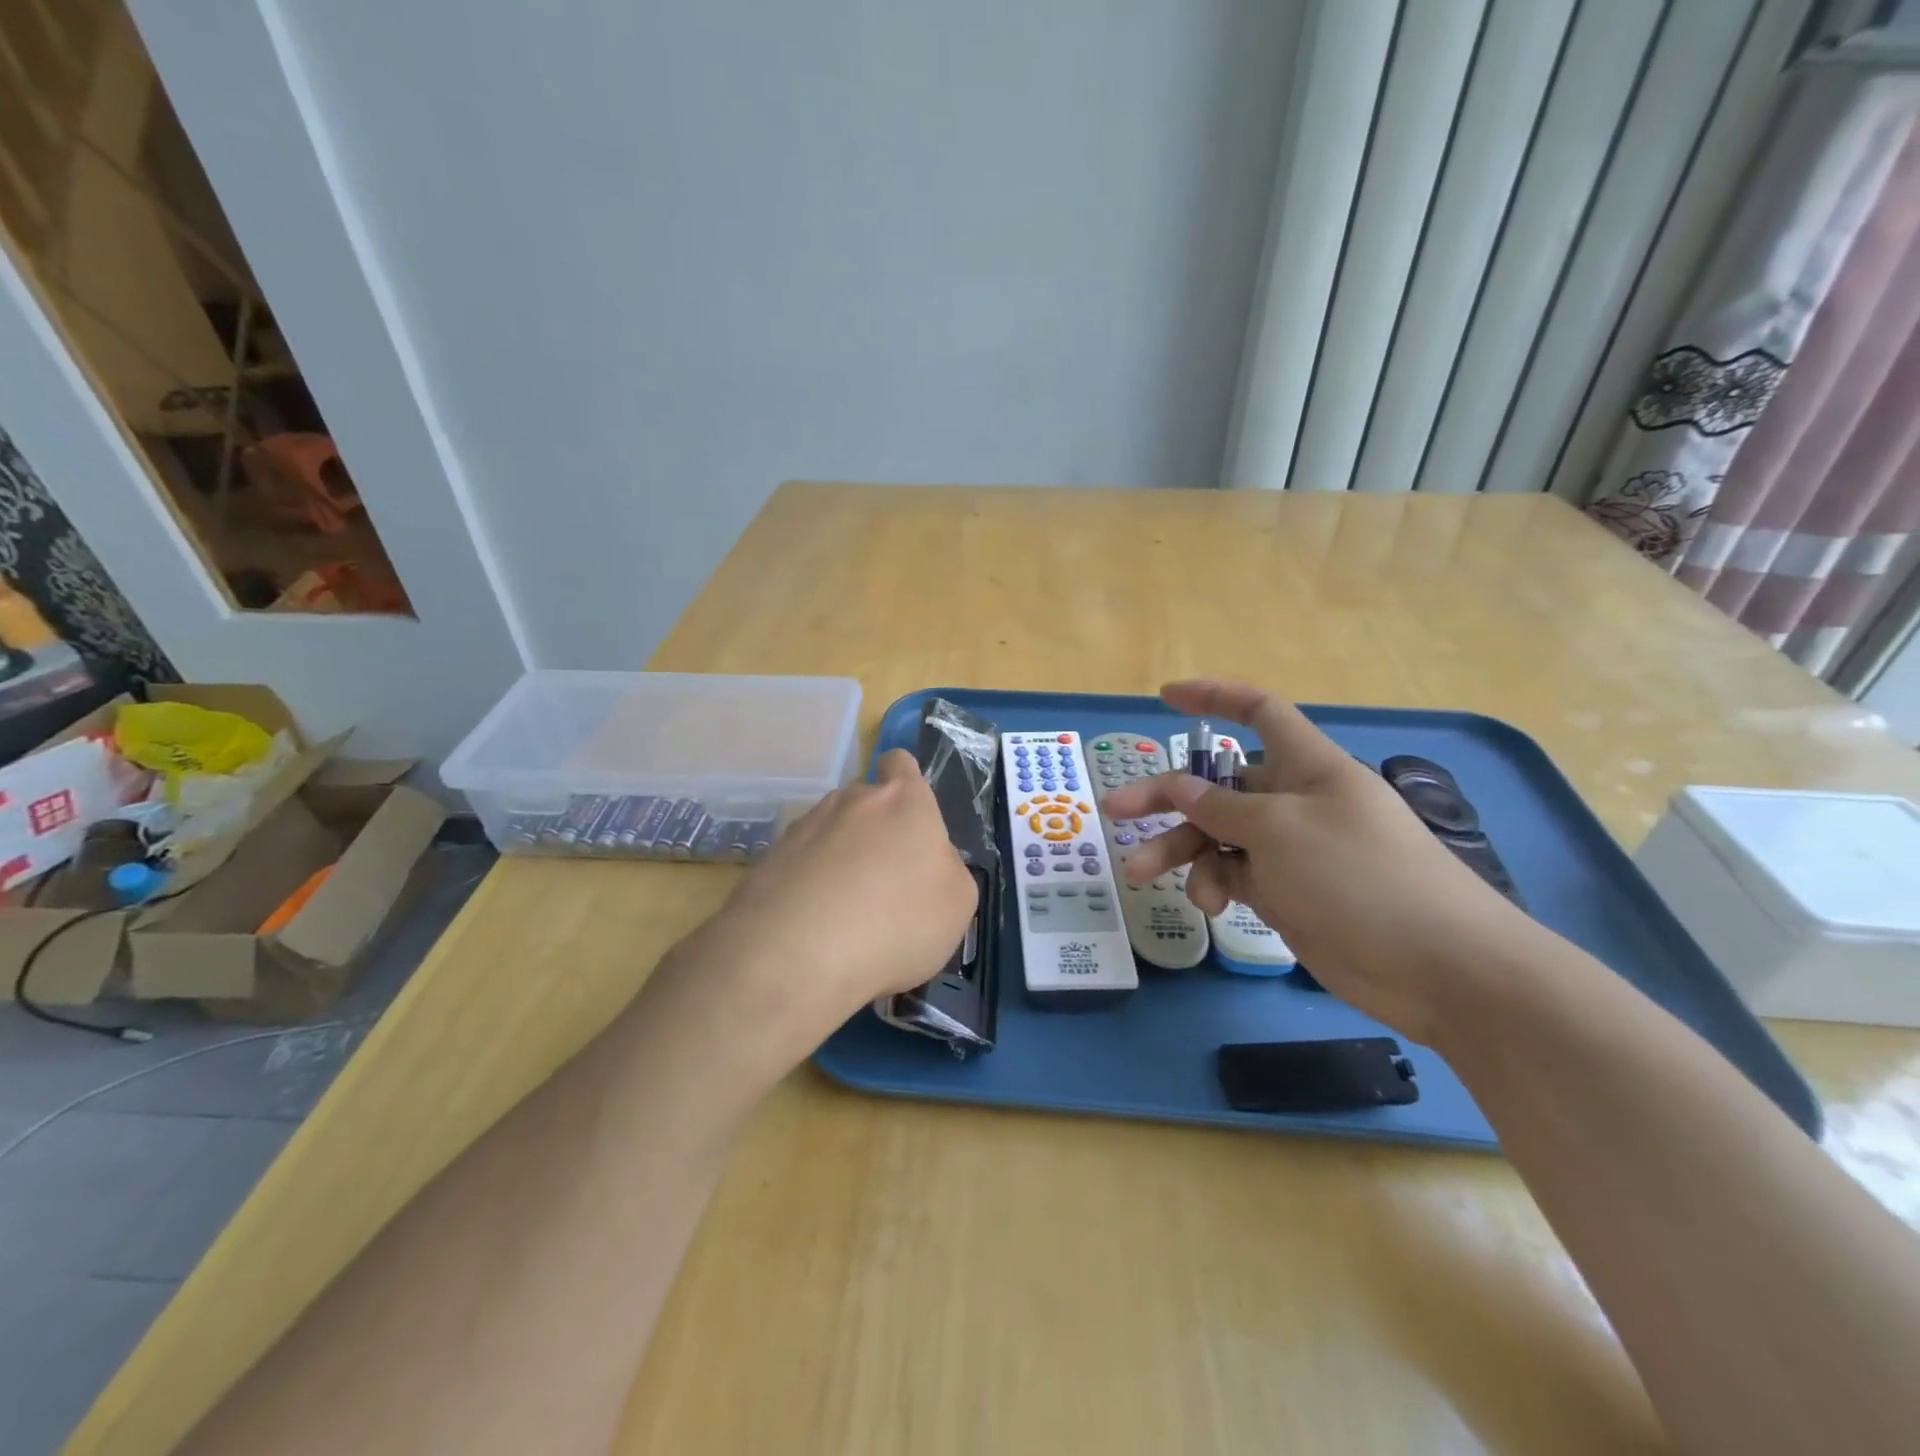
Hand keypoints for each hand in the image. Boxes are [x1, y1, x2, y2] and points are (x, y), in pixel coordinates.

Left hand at [672, 748, 976, 1069]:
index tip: (909, 822)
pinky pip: (797, 864)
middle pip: (864, 802)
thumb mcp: (957, 903)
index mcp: (903, 801)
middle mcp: (851, 801)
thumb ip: (948, 869)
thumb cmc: (897, 921)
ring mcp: (804, 827)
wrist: (796, 954)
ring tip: (843, 912)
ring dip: (837, 859)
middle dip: (872, 832)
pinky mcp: (768, 859)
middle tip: (883, 882)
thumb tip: (929, 861)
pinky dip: (807, 886)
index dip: (905, 784)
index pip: (901, 764)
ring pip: (828, 832)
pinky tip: (813, 926)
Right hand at [1104, 681, 1535, 1041]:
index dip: (1214, 697)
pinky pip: (1235, 875)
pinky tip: (1210, 905)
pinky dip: (1214, 884)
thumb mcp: (1279, 831)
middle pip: (1218, 784)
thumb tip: (1180, 786)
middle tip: (1115, 812)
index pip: (1259, 712)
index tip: (1166, 698)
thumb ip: (1222, 807)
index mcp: (1307, 766)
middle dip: (1165, 796)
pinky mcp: (1289, 892)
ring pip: (1218, 836)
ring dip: (1179, 851)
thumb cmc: (1360, 877)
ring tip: (1141, 873)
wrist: (1439, 968)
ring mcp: (1291, 850)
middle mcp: (1295, 801)